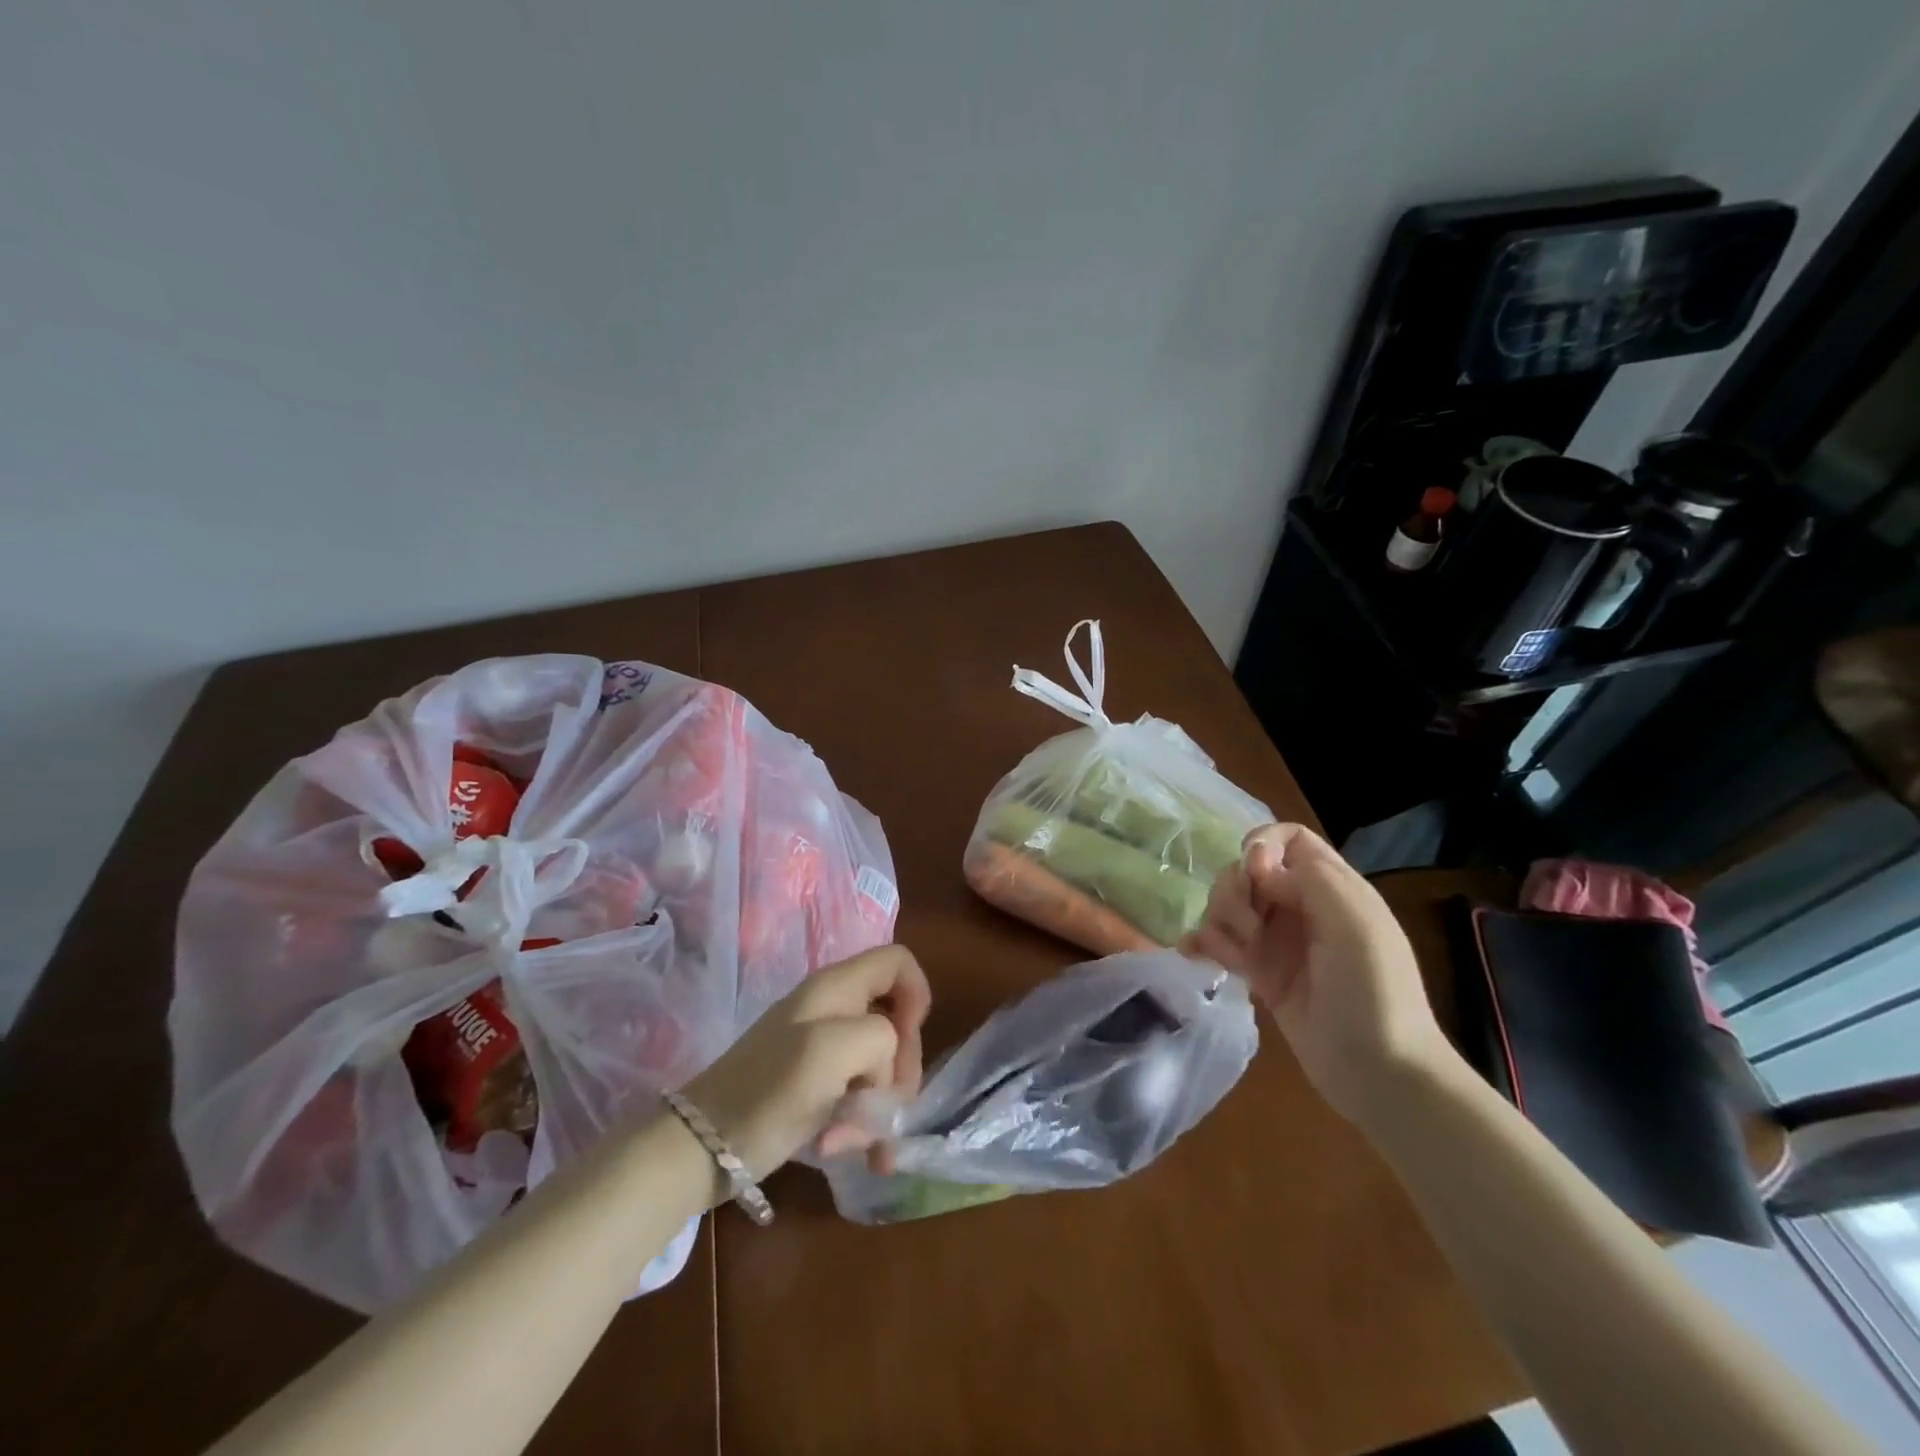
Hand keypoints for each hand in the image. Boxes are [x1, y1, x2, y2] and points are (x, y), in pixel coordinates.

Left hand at [681, 945, 930, 1184]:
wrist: (700, 1148)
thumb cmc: (768, 1091)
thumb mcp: (832, 1050)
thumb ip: (879, 1038)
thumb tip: (884, 1066)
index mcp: (838, 987)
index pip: (898, 962)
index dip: (917, 996)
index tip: (906, 1042)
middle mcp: (834, 1010)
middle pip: (896, 1023)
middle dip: (899, 1071)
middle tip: (886, 1111)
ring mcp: (822, 1049)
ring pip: (881, 1067)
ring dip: (880, 1109)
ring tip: (861, 1146)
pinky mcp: (814, 1086)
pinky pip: (858, 1097)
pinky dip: (861, 1125)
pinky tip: (849, 1152)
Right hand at [1179, 823, 1454, 1125]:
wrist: (1380, 1073)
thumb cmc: (1374, 991)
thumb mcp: (1353, 921)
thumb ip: (1307, 876)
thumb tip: (1257, 866)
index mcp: (1330, 886)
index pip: (1286, 838)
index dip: (1261, 845)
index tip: (1255, 877)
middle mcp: (1300, 906)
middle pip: (1247, 870)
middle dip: (1235, 889)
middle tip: (1249, 927)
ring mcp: (1278, 941)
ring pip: (1229, 905)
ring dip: (1219, 920)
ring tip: (1234, 955)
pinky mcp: (1260, 974)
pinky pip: (1220, 944)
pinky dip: (1202, 943)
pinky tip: (1193, 954)